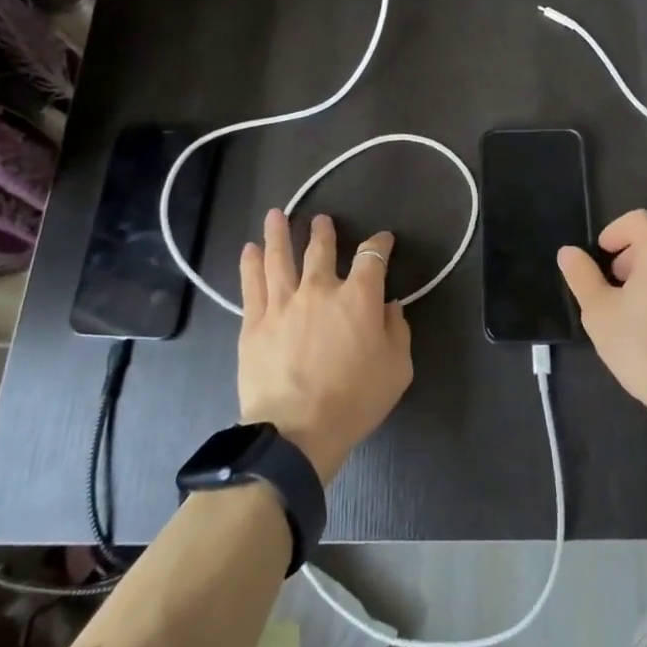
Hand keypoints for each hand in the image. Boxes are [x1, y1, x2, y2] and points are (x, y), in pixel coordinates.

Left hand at [237, 209, 411, 482]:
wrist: (296, 431)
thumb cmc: (354, 401)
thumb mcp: (396, 369)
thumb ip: (397, 331)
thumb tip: (391, 307)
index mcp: (358, 298)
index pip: (372, 258)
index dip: (380, 244)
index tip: (383, 240)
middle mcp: (319, 289)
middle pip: (320, 249)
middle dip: (322, 231)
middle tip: (320, 220)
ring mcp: (283, 303)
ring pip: (279, 257)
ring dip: (278, 233)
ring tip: (276, 215)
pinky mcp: (254, 322)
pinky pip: (251, 284)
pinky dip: (250, 263)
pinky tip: (248, 249)